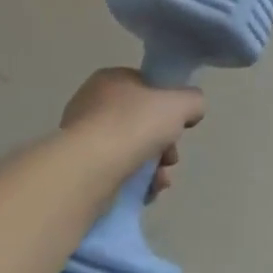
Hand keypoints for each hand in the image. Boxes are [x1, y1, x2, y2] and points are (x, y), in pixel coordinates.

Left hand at [61, 68, 205, 200]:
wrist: (90, 169)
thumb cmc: (134, 124)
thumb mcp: (180, 103)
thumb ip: (193, 100)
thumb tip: (192, 110)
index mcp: (111, 79)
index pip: (146, 87)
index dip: (168, 106)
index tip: (179, 125)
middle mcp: (92, 104)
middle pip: (141, 122)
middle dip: (164, 143)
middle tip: (171, 158)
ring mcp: (83, 138)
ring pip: (131, 150)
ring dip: (153, 167)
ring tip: (161, 181)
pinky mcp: (79, 170)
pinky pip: (116, 173)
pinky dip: (135, 183)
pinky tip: (147, 193)